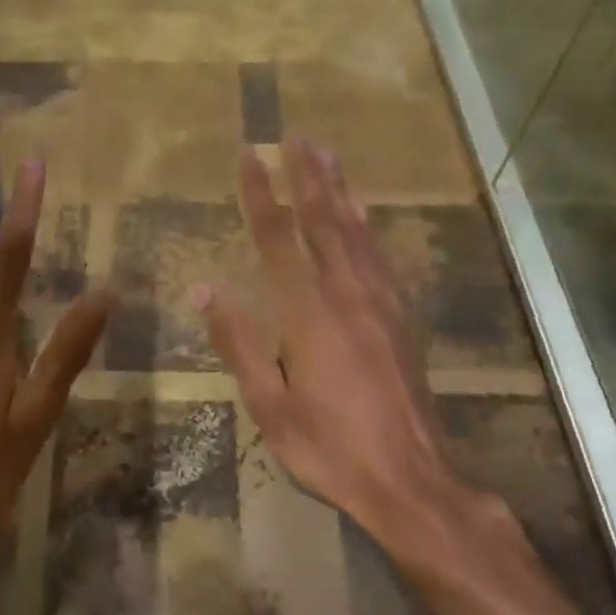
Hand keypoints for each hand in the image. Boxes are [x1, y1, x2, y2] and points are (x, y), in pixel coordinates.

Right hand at [197, 136, 504, 561]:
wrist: (410, 479)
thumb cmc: (329, 447)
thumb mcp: (270, 404)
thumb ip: (238, 342)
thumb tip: (204, 287)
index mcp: (309, 313)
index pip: (279, 239)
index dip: (262, 194)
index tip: (250, 155)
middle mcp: (347, 295)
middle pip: (324, 222)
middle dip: (308, 176)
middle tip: (298, 135)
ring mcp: (380, 304)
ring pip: (356, 232)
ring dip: (340, 190)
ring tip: (329, 155)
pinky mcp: (401, 318)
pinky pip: (380, 257)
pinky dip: (366, 226)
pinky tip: (362, 214)